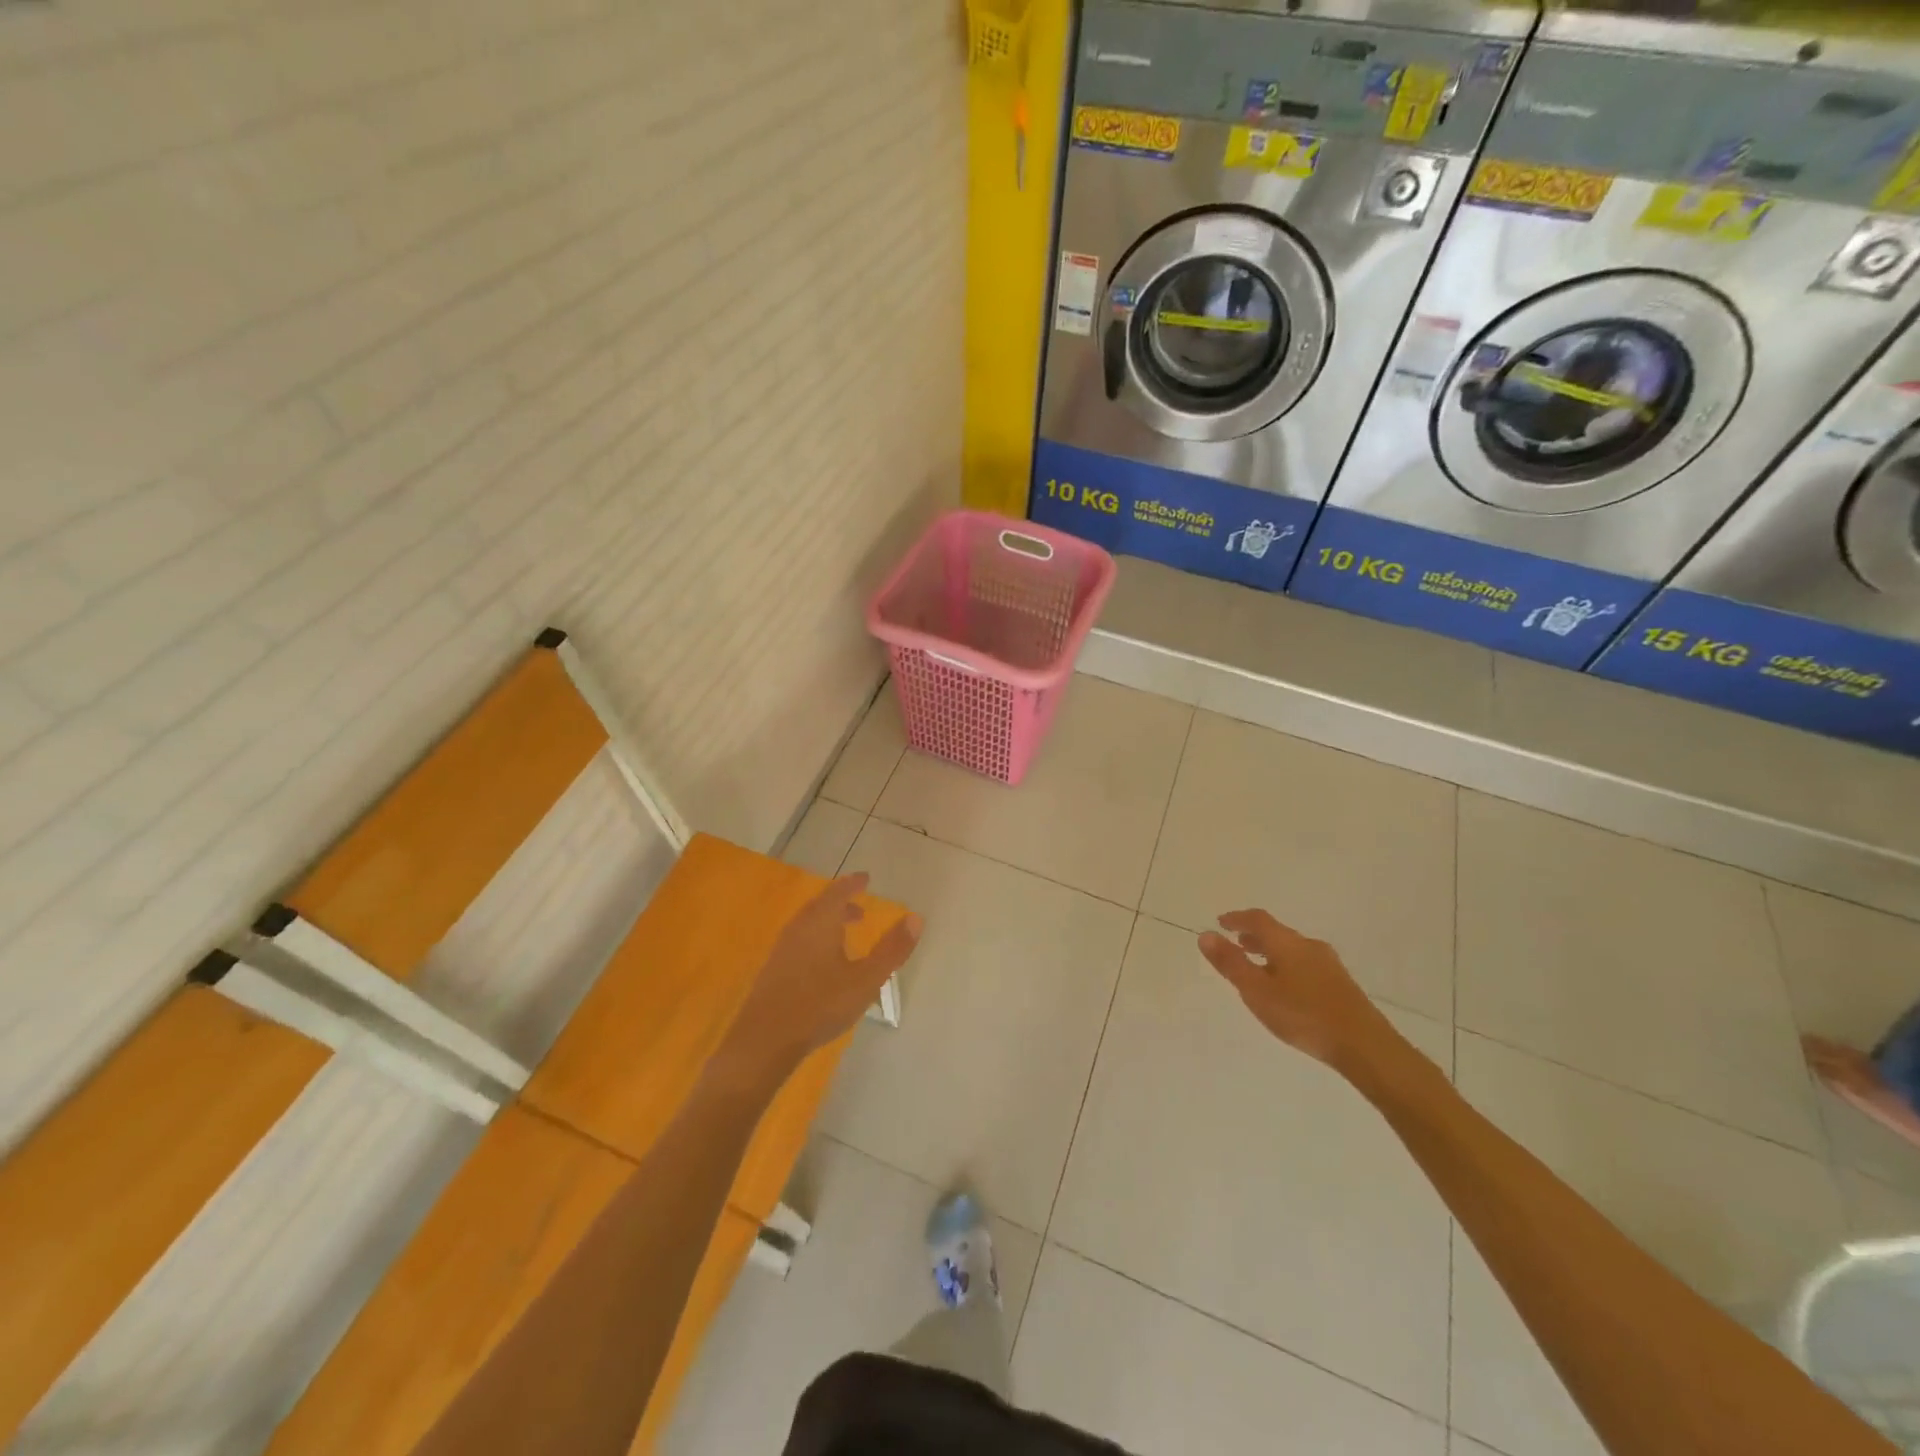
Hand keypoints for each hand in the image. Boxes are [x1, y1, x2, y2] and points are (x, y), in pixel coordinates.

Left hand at [723, 874, 921, 1080]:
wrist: (765, 1040)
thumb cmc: (820, 1005)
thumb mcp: (866, 979)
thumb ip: (892, 949)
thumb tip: (916, 918)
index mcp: (821, 922)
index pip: (839, 891)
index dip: (853, 883)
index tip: (866, 879)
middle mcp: (799, 928)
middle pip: (821, 905)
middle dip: (841, 903)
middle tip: (860, 908)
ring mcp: (783, 949)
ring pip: (809, 924)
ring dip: (828, 922)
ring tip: (846, 935)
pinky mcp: (774, 969)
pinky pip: (800, 941)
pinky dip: (816, 938)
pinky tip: (824, 963)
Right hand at [1197, 909, 1398, 1074]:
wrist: (1365, 1046)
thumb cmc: (1304, 1015)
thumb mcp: (1257, 990)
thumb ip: (1231, 963)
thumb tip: (1205, 935)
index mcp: (1287, 943)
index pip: (1258, 919)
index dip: (1237, 918)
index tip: (1220, 922)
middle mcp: (1309, 946)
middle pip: (1277, 933)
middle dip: (1254, 936)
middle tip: (1236, 944)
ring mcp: (1329, 965)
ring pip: (1292, 950)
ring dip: (1271, 952)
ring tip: (1257, 967)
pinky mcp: (1340, 984)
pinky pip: (1305, 964)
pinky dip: (1286, 966)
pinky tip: (1286, 989)